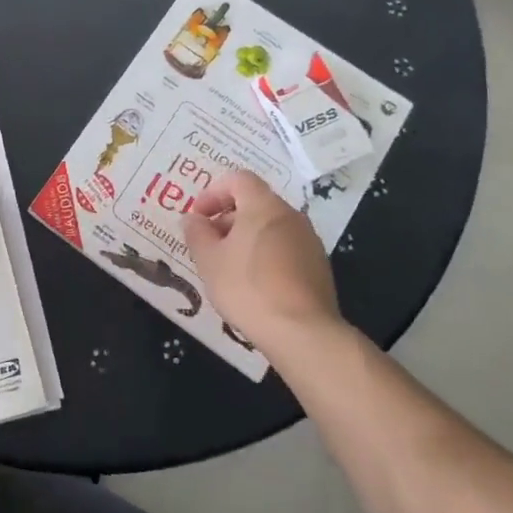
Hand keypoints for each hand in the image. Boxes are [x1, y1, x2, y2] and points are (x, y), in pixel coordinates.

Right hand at [183, 171, 344, 358]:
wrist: (303, 333)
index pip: (238, 179)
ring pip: (271, 228)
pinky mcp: (319, 267)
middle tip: (209, 244)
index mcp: (264, 206)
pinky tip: (255, 285)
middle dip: (228, 218)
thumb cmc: (248, 287)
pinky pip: (286, 249)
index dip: (213, 192)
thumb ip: (196, 233)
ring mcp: (309, 242)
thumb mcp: (208, 260)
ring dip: (247, 239)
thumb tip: (193, 219)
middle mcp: (291, 216)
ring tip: (229, 268)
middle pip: (255, 203)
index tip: (198, 216)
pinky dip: (267, 256)